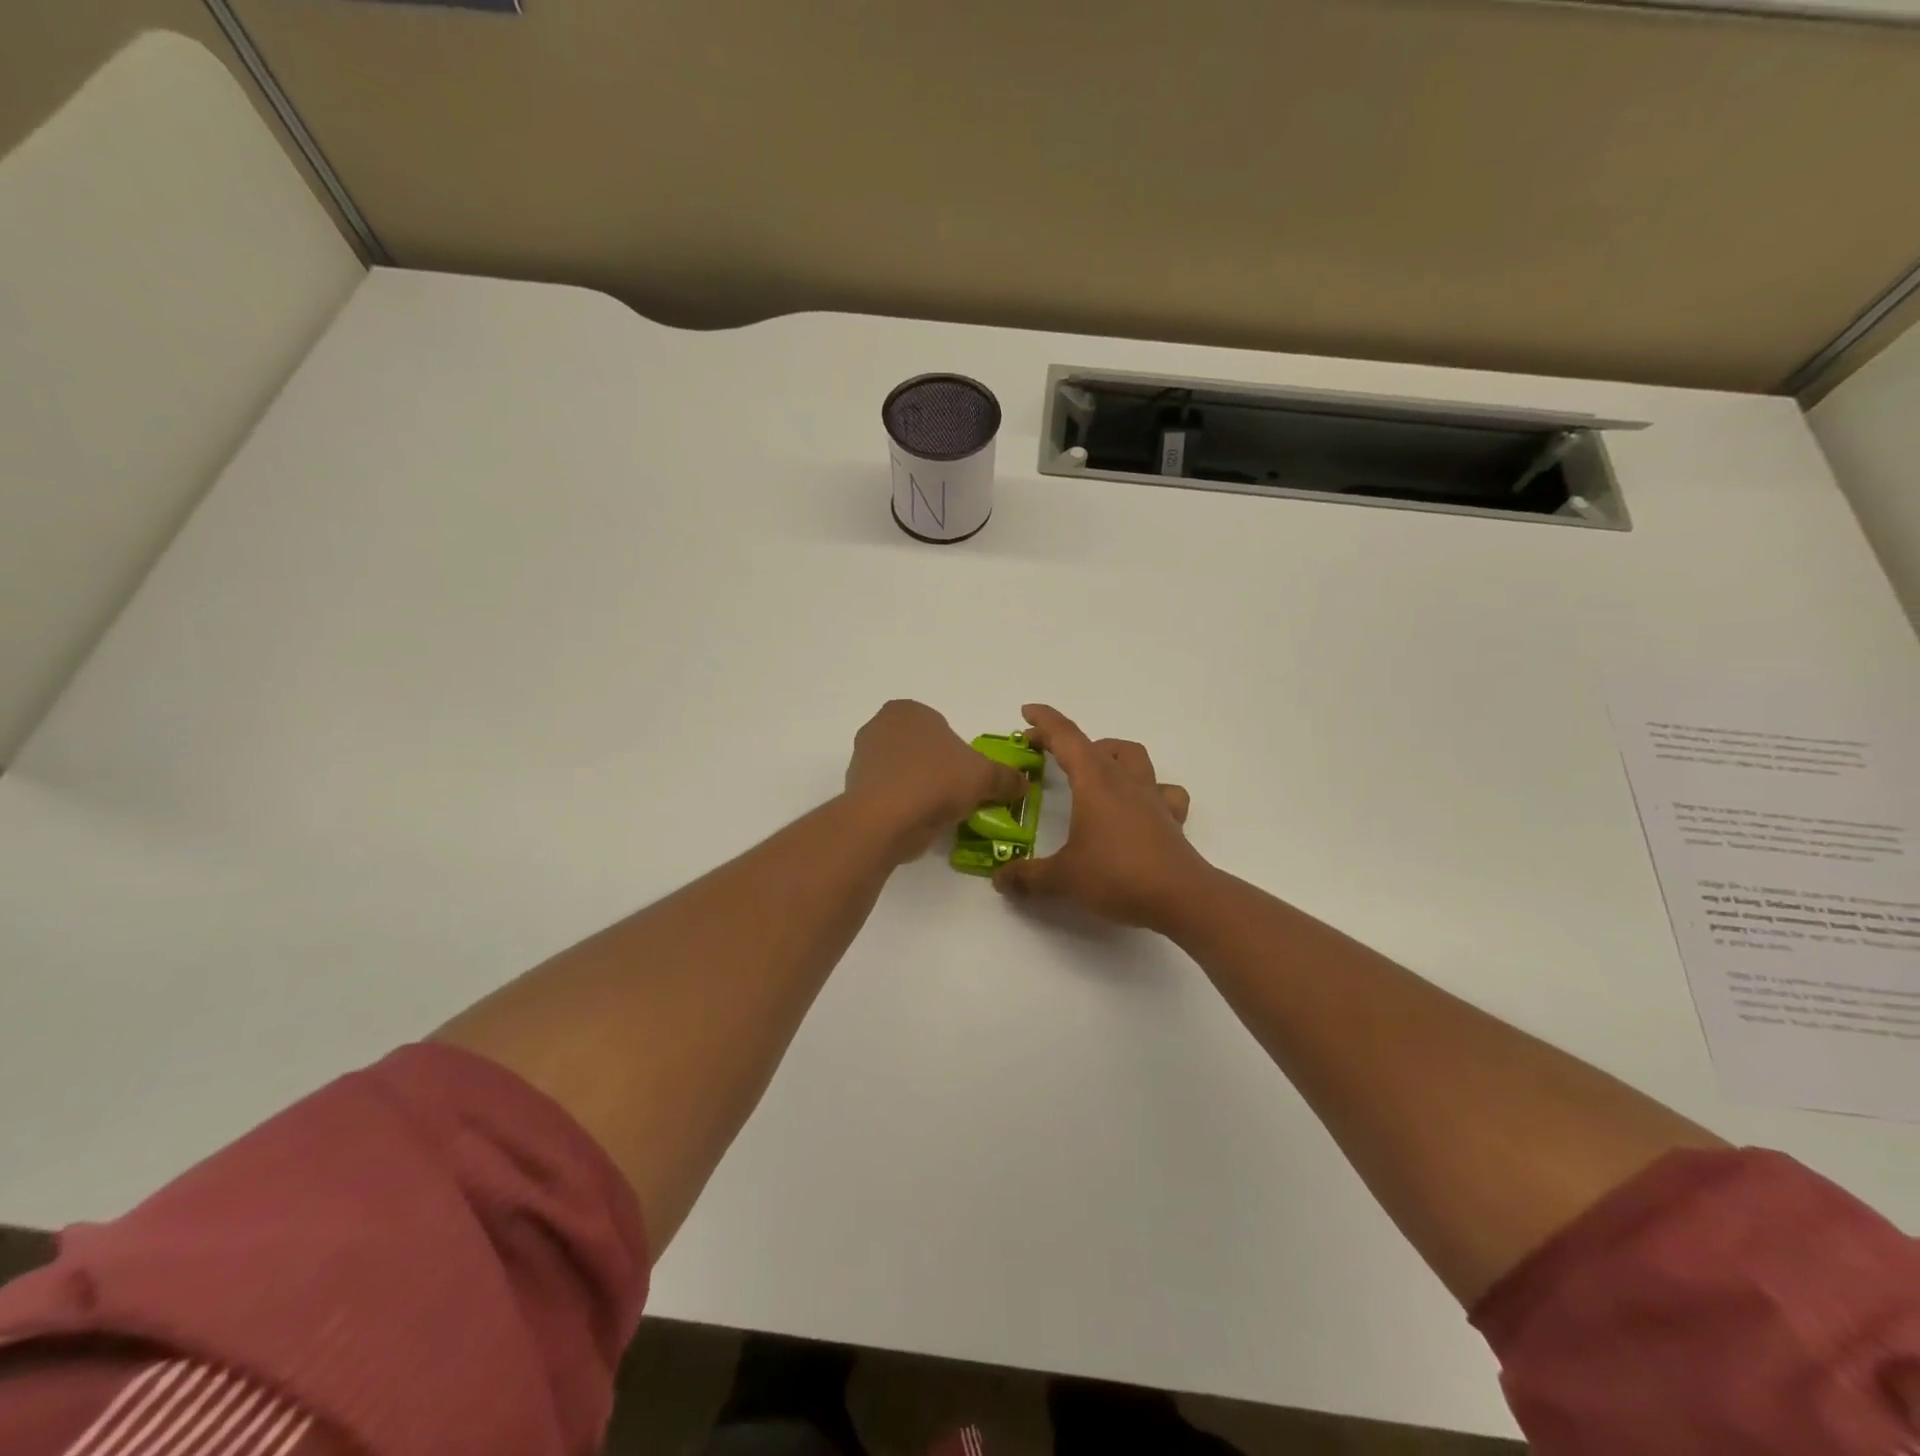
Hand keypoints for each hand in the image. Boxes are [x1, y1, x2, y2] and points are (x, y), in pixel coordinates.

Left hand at [845, 700, 1029, 861]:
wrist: (885, 819)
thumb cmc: (936, 781)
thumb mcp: (984, 777)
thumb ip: (1006, 777)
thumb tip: (1022, 783)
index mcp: (908, 710)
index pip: (941, 727)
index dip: (959, 753)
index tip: (968, 777)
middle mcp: (880, 726)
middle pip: (921, 749)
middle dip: (937, 769)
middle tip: (956, 795)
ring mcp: (862, 758)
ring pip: (903, 772)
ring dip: (919, 788)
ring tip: (937, 813)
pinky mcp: (854, 789)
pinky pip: (888, 794)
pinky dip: (902, 805)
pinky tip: (916, 822)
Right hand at [993, 704, 1205, 929]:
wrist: (1182, 898)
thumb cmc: (1117, 877)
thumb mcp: (1062, 879)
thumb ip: (1027, 876)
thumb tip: (1000, 879)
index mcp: (1095, 782)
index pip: (1066, 738)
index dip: (1045, 721)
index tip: (1026, 712)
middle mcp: (1124, 781)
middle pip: (1095, 745)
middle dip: (1068, 742)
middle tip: (1047, 753)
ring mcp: (1151, 798)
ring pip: (1132, 757)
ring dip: (1109, 754)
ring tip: (1091, 771)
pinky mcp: (1170, 819)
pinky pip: (1163, 791)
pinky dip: (1148, 789)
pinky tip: (1137, 805)